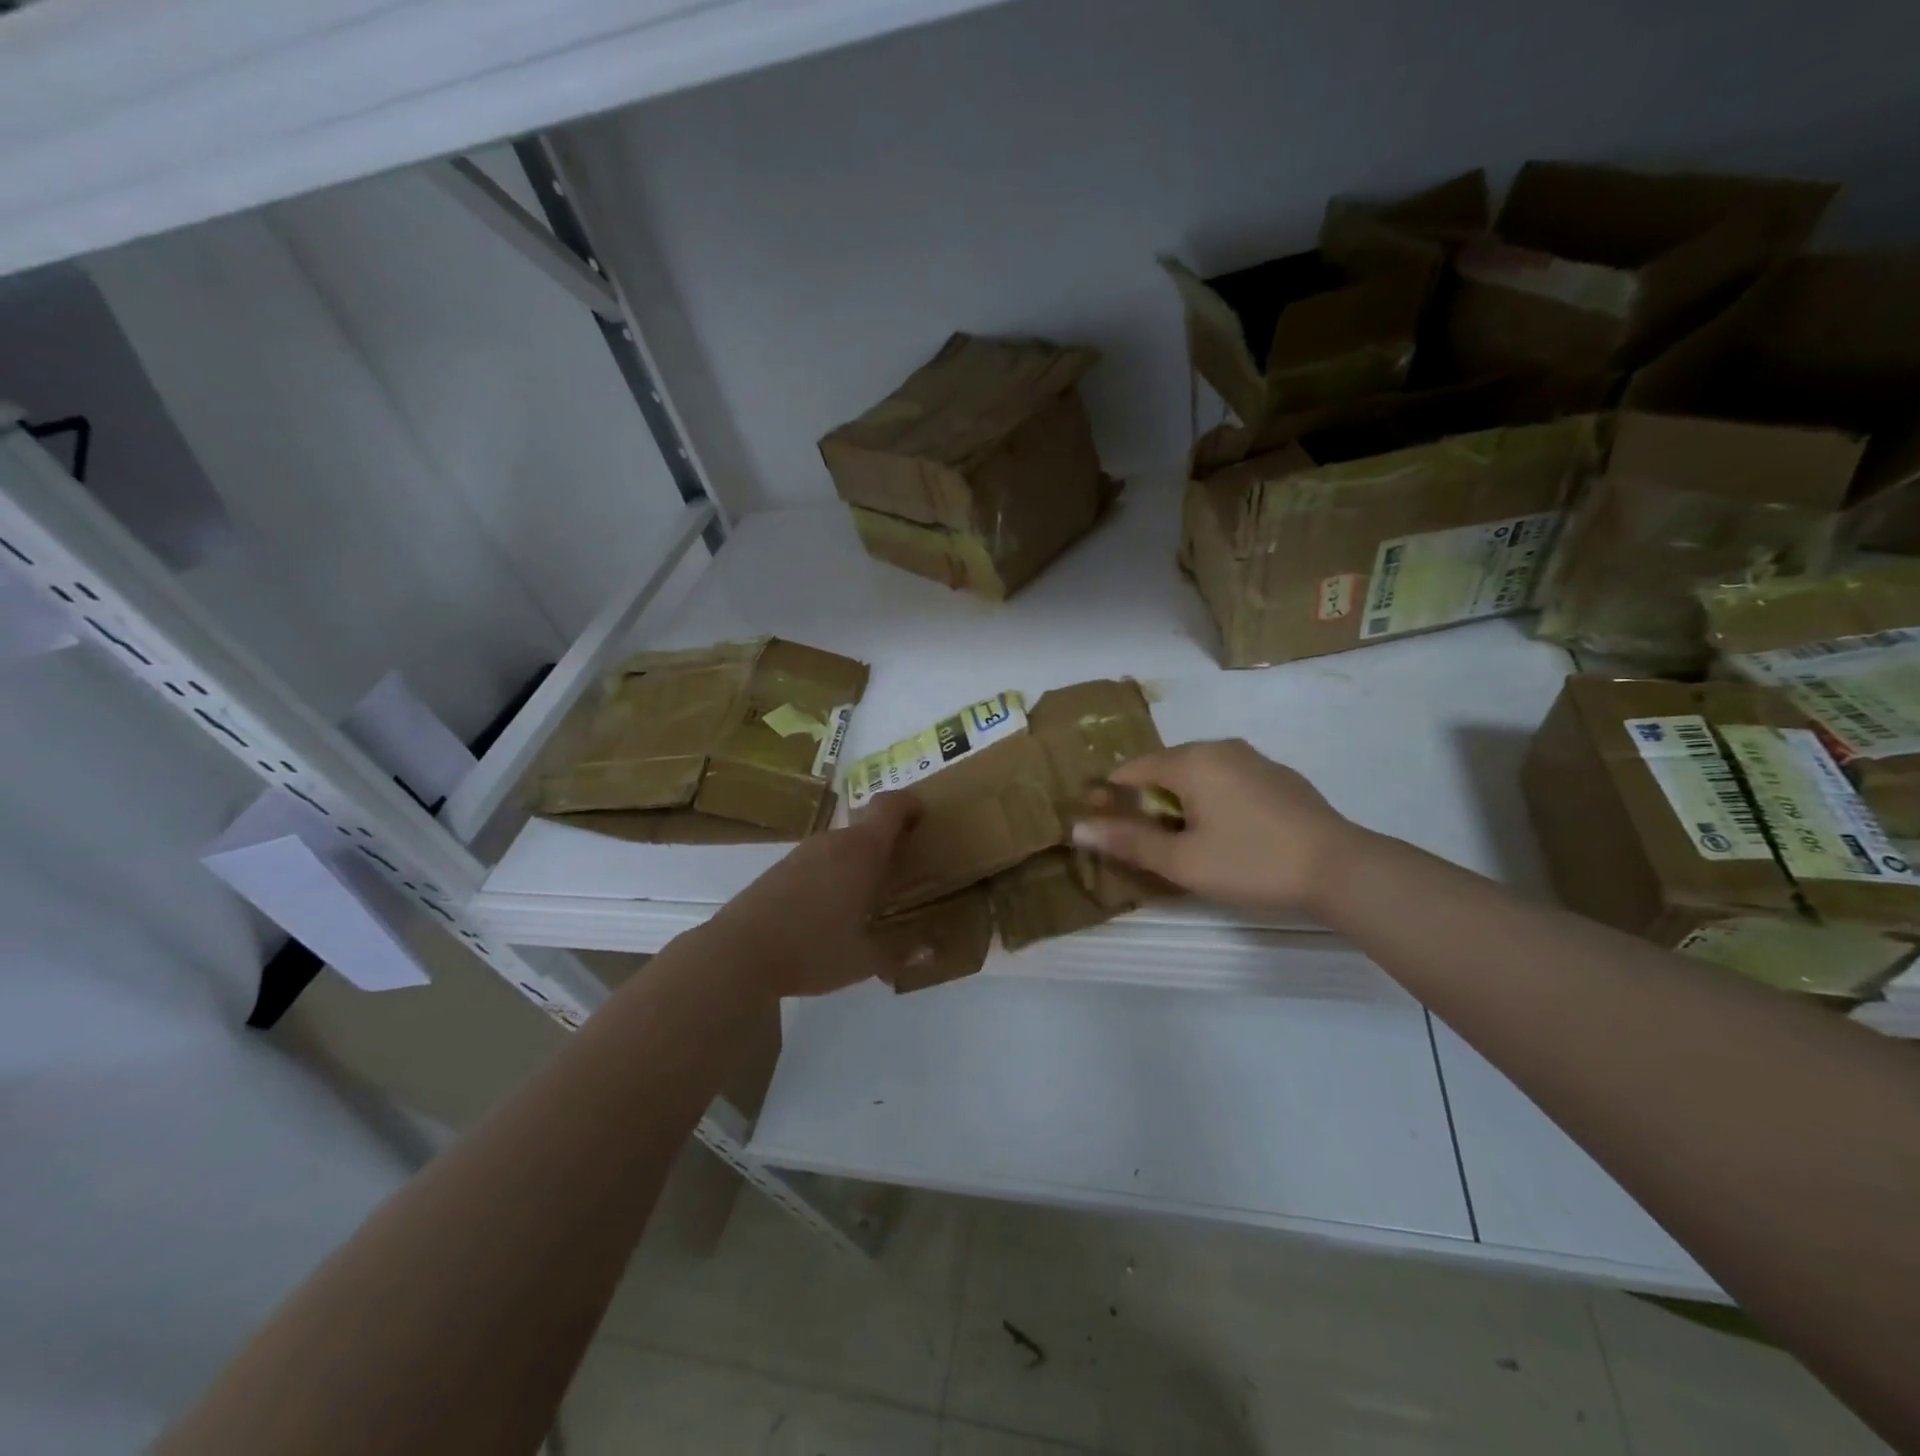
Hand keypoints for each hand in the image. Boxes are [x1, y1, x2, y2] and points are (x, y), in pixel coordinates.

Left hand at [700, 792, 922, 997]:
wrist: (737, 954)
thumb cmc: (812, 949)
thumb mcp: (865, 959)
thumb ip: (901, 953)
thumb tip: (931, 952)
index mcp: (862, 851)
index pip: (890, 806)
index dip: (910, 803)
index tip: (923, 816)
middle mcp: (833, 842)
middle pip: (867, 826)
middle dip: (888, 842)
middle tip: (903, 869)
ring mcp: (802, 853)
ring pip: (841, 845)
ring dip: (859, 860)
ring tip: (869, 895)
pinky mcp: (780, 869)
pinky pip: (819, 860)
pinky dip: (834, 872)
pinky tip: (830, 909)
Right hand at [1070, 739, 1361, 915]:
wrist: (1340, 867)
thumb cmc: (1250, 862)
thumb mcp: (1181, 860)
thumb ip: (1127, 841)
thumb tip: (1077, 828)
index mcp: (1191, 760)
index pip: (1131, 769)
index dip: (1112, 799)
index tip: (1108, 830)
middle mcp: (1219, 748)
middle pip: (1164, 769)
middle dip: (1147, 802)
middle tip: (1149, 845)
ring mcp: (1253, 759)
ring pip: (1198, 775)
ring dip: (1181, 803)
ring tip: (1187, 843)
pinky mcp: (1278, 777)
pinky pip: (1228, 781)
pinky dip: (1213, 801)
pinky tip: (1229, 836)